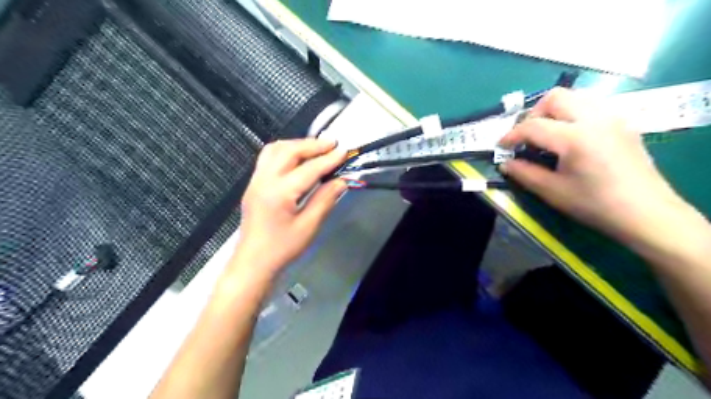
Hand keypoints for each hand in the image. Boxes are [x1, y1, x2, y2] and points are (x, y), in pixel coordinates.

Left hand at [235, 139, 346, 279]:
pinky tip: (297, 157)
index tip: (344, 151)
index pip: (308, 169)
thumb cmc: (282, 248)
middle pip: (289, 151)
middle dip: (312, 145)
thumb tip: (341, 181)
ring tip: (316, 147)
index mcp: (279, 193)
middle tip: (332, 143)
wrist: (253, 262)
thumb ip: (325, 200)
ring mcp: (255, 180)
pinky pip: (267, 157)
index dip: (328, 159)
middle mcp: (264, 180)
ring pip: (275, 149)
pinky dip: (285, 151)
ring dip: (297, 144)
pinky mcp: (253, 184)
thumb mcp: (308, 227)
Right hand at [495, 89, 684, 244]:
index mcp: (575, 138)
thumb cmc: (595, 204)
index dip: (511, 135)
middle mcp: (595, 119)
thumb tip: (506, 163)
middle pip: (555, 97)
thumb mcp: (552, 192)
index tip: (502, 147)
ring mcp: (613, 118)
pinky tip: (570, 137)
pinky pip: (591, 106)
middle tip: (527, 136)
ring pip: (575, 96)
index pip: (533, 125)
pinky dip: (572, 114)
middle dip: (533, 113)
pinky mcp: (623, 123)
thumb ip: (524, 174)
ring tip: (547, 134)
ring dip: (554, 111)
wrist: (646, 212)